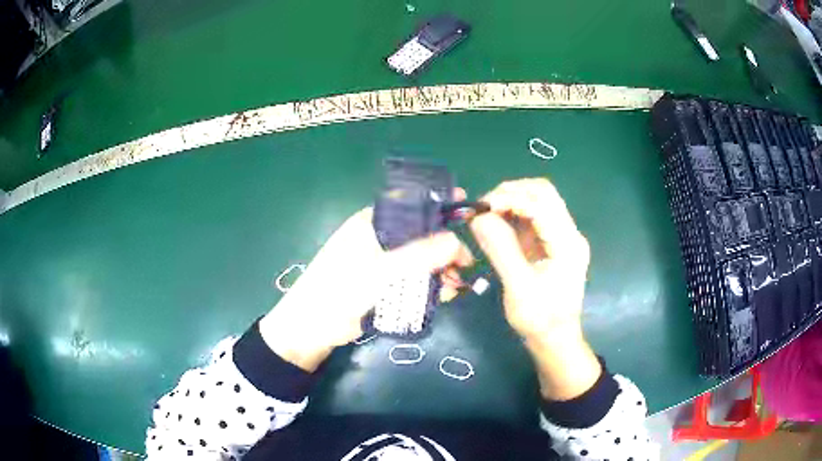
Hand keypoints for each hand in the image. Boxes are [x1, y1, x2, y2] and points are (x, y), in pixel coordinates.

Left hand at [260, 199, 472, 371]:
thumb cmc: (339, 291)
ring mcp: (383, 262)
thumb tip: (455, 241)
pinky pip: (414, 278)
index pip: (410, 205)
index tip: (464, 207)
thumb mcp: (380, 272)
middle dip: (445, 247)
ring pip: (420, 258)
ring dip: (441, 269)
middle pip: (420, 234)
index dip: (437, 204)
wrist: (313, 328)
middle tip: (466, 264)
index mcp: (372, 223)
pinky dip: (430, 284)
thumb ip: (417, 256)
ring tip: (458, 285)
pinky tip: (446, 294)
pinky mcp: (385, 284)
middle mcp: (379, 237)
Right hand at [469, 178, 599, 399]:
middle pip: (543, 193)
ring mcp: (560, 236)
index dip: (510, 198)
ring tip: (485, 214)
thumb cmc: (540, 319)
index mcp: (568, 243)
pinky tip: (495, 223)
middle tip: (482, 208)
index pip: (541, 202)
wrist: (555, 339)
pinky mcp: (550, 242)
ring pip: (537, 201)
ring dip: (510, 201)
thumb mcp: (518, 287)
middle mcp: (569, 233)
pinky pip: (531, 217)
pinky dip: (512, 214)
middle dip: (511, 193)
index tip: (481, 208)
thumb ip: (501, 249)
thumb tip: (478, 217)